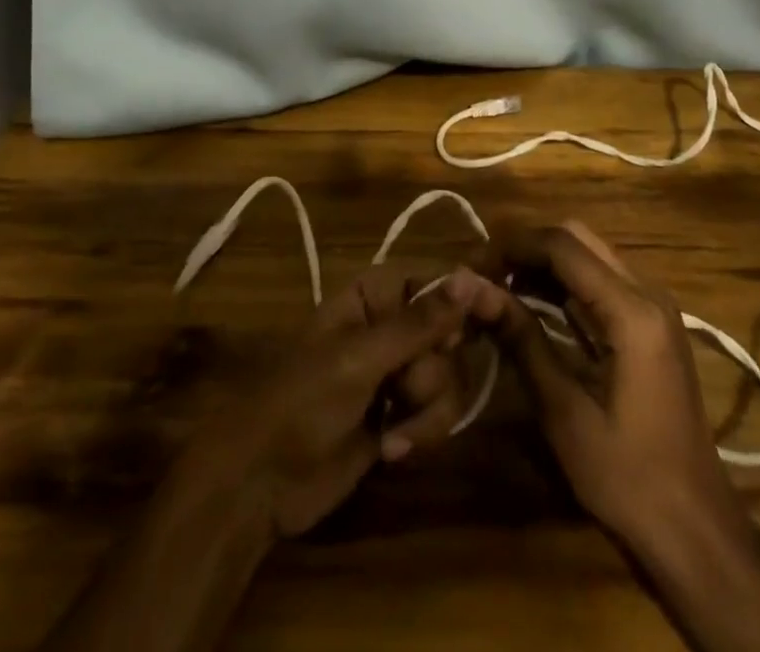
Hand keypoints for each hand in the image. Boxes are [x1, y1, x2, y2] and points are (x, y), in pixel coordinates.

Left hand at [185, 263, 491, 539]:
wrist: (262, 483)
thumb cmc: (302, 401)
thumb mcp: (360, 358)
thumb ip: (420, 322)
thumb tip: (470, 277)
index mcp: (375, 293)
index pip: (436, 279)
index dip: (467, 295)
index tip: (496, 314)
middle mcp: (392, 324)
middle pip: (451, 332)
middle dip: (435, 369)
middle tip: (404, 387)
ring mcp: (398, 370)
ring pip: (450, 376)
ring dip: (428, 409)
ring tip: (392, 433)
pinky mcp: (402, 412)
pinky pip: (440, 412)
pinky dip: (421, 431)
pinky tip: (390, 449)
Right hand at [474, 221, 736, 553]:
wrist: (697, 529)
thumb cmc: (629, 477)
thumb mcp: (565, 412)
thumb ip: (522, 340)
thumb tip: (472, 289)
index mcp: (633, 311)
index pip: (562, 247)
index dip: (512, 247)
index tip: (473, 265)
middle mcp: (648, 293)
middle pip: (578, 238)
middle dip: (527, 248)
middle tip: (485, 274)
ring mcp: (655, 306)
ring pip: (590, 253)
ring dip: (544, 262)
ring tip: (499, 286)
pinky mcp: (653, 324)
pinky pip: (602, 279)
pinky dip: (564, 282)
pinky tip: (533, 303)